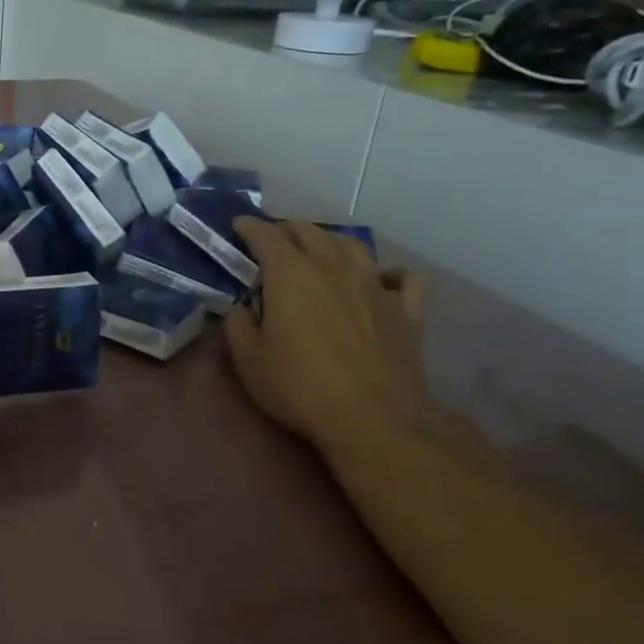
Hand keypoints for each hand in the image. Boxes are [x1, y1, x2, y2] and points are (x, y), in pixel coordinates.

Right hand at [223, 219, 429, 453]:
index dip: (249, 227)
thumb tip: (239, 308)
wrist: (373, 418)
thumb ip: (237, 325)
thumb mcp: (248, 360)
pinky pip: (402, 278)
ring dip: (331, 241)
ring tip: (320, 249)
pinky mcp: (406, 310)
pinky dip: (389, 273)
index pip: (266, 235)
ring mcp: (375, 285)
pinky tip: (381, 280)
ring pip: (353, 245)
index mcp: (291, 274)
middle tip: (272, 239)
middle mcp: (334, 267)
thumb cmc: (300, 386)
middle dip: (287, 229)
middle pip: (310, 231)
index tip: (238, 225)